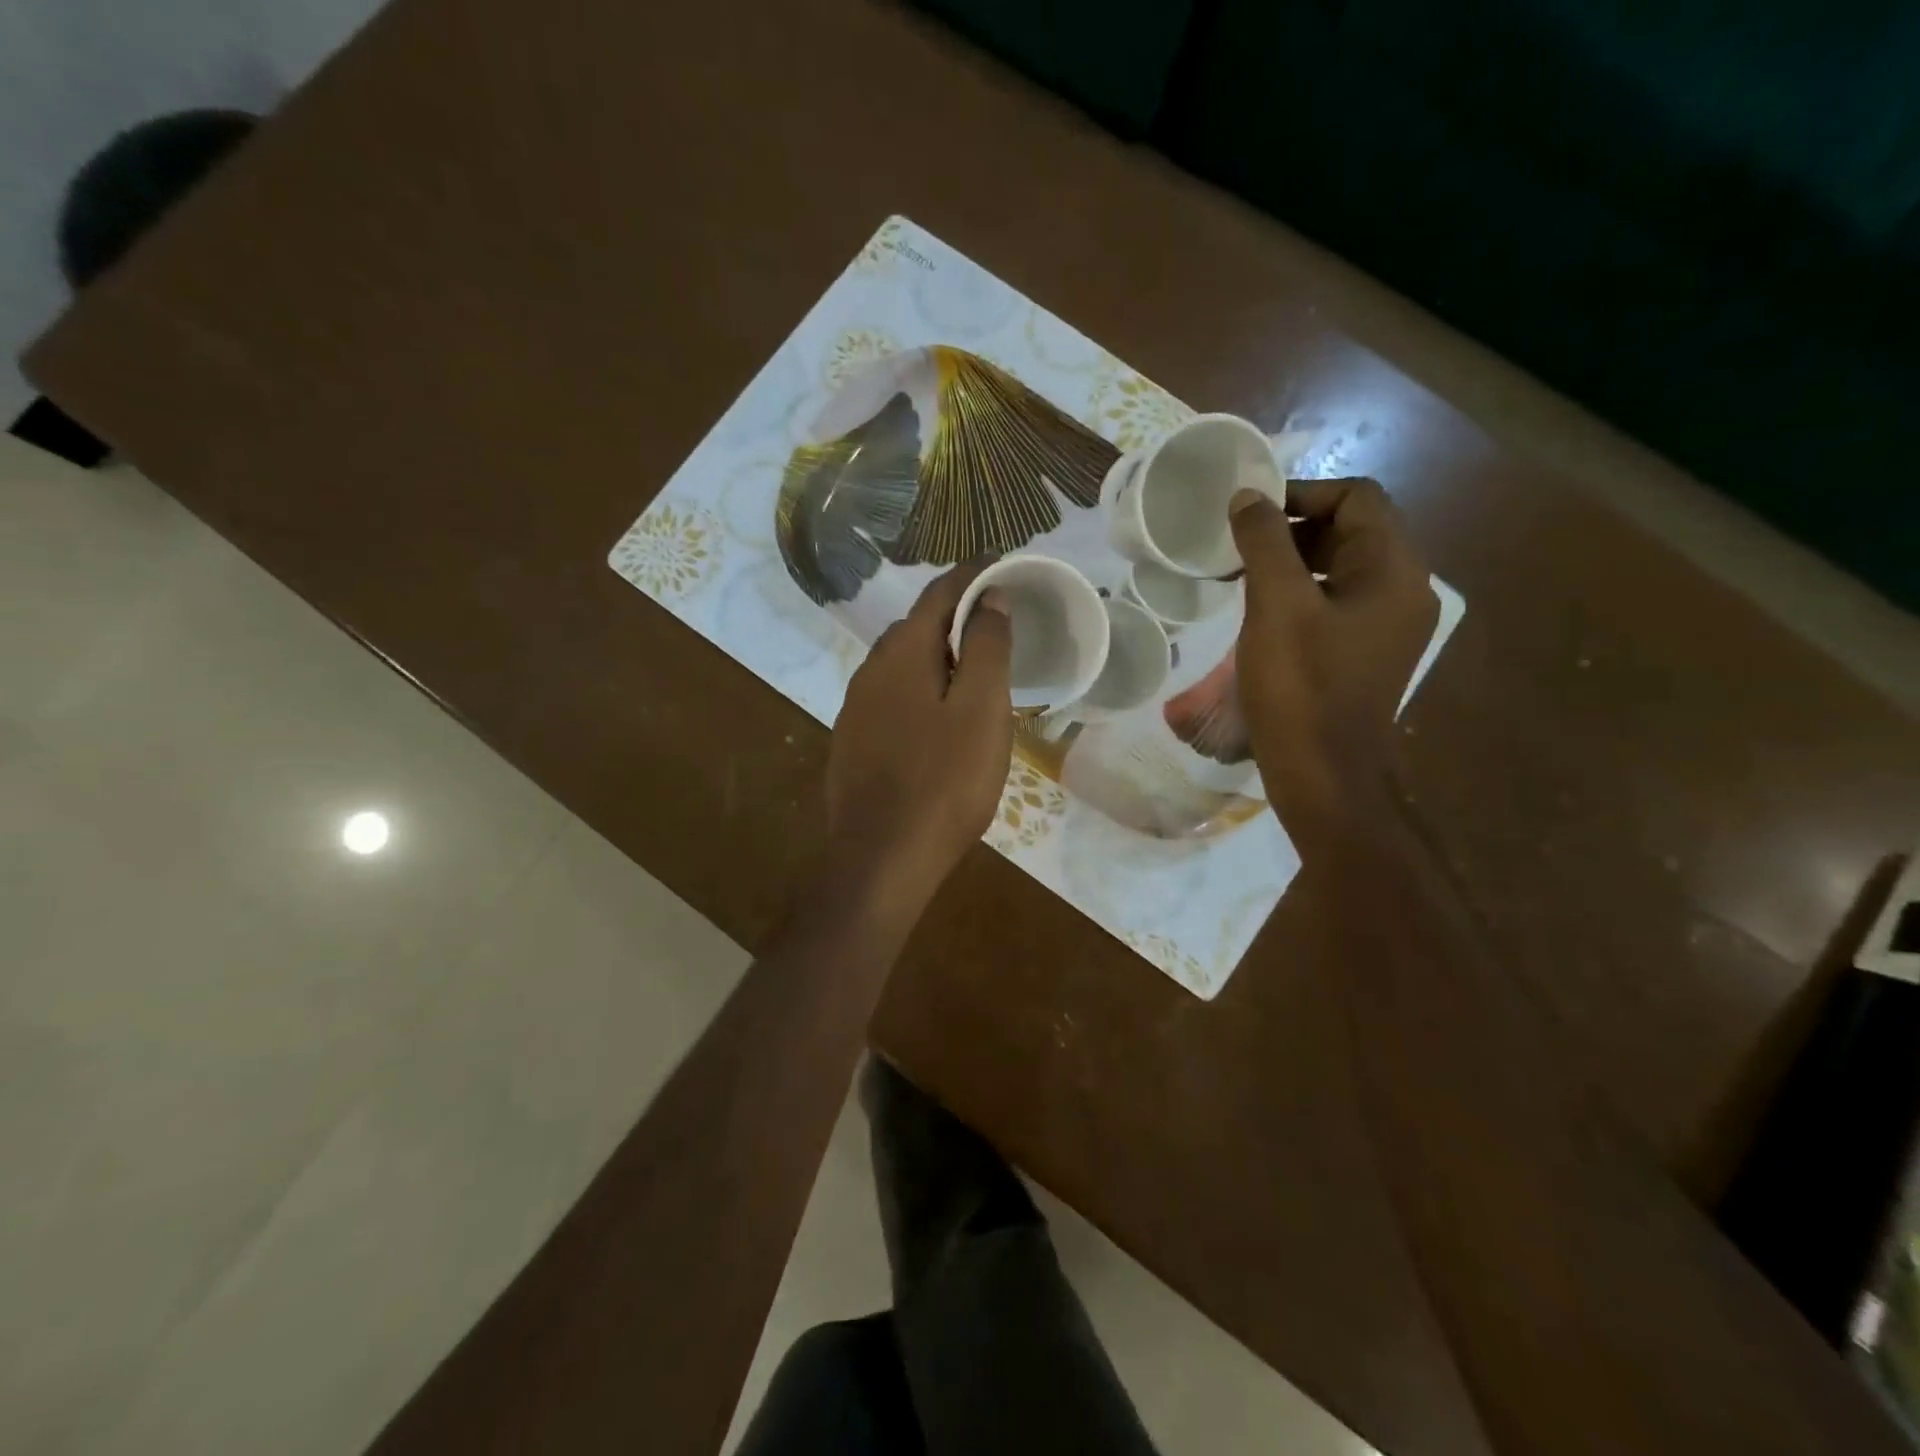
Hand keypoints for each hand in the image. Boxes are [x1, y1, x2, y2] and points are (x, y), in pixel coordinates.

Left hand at [826, 561, 1013, 919]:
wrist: (881, 858)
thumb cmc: (943, 782)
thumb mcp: (981, 710)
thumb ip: (986, 647)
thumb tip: (988, 594)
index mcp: (902, 653)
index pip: (939, 592)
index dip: (973, 574)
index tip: (1003, 566)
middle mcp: (870, 670)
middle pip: (917, 626)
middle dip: (955, 616)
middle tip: (996, 628)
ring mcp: (855, 708)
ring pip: (901, 664)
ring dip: (936, 656)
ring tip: (973, 673)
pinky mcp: (853, 741)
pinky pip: (891, 696)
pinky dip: (920, 689)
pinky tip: (937, 719)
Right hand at [1229, 478, 1437, 849]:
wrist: (1321, 774)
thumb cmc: (1301, 687)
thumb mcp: (1277, 606)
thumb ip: (1264, 542)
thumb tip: (1248, 497)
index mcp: (1395, 570)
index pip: (1358, 498)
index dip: (1302, 493)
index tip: (1250, 515)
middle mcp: (1405, 590)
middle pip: (1353, 529)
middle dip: (1294, 528)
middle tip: (1240, 546)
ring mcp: (1388, 625)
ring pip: (1343, 567)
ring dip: (1294, 561)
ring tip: (1243, 576)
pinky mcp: (1367, 653)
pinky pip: (1337, 601)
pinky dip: (1301, 592)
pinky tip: (1263, 613)